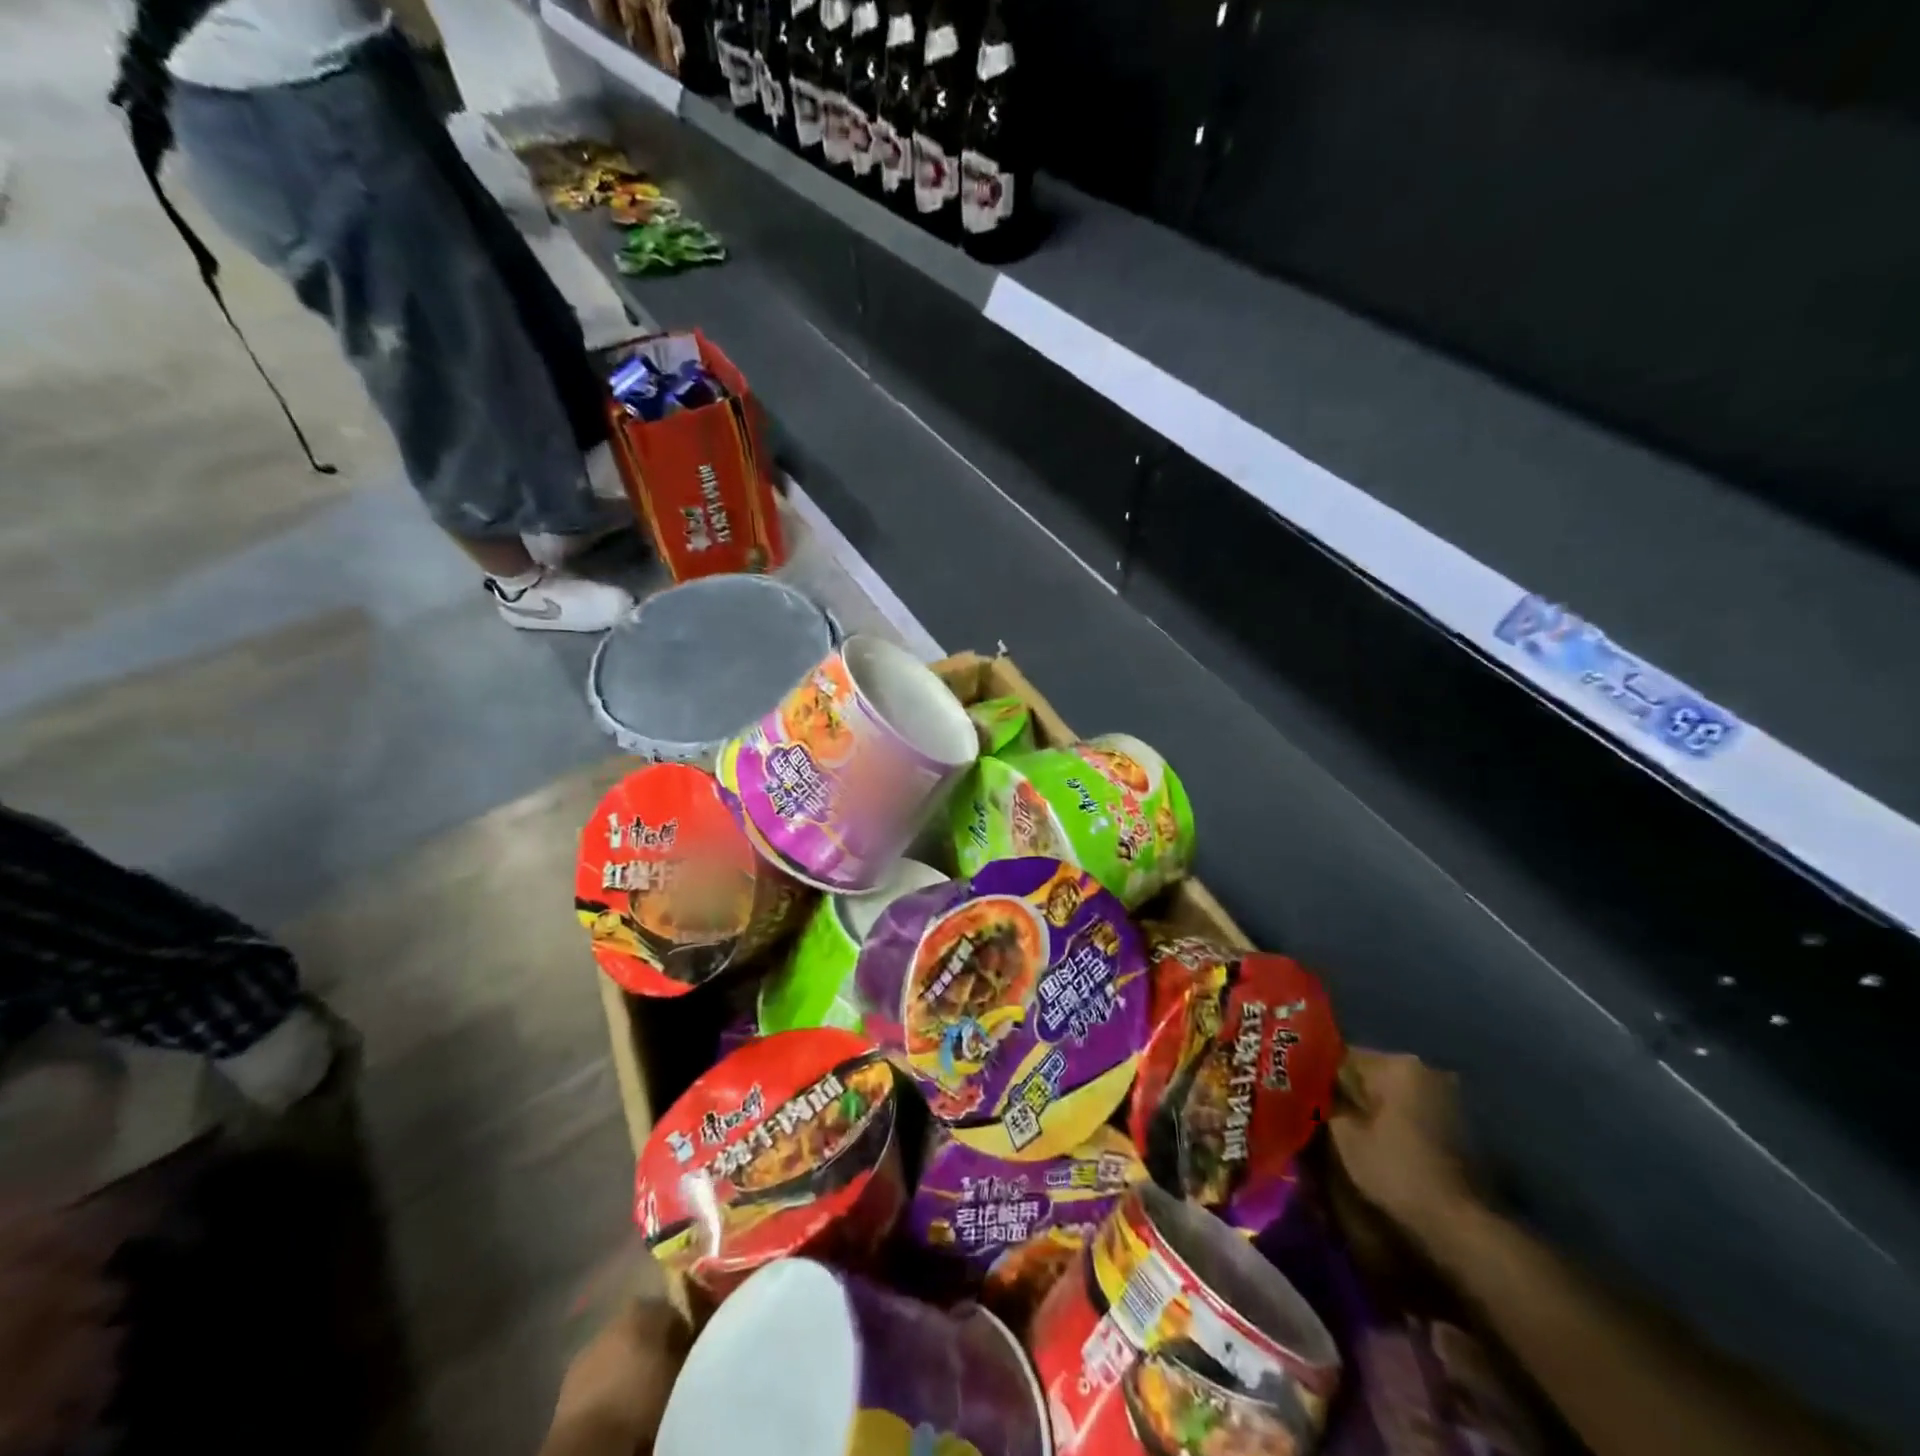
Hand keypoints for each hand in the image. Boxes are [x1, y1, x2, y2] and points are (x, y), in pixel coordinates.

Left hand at [545, 1299, 690, 1455]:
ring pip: (621, 1347)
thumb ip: (690, 1345)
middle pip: (645, 1325)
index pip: (674, 1308)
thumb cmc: (641, 1399)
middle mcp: (617, 1316)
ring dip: (631, 1361)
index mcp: (645, 1305)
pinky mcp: (570, 1378)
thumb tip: (698, 1337)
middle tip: (670, 1367)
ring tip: (644, 1387)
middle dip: (656, 1343)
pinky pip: (601, 1370)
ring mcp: (590, 1345)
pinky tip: (620, 1400)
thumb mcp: (679, 1370)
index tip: (694, 1348)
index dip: (686, 1328)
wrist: (588, 1442)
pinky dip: (611, 1379)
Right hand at [1328, 1049, 1475, 1235]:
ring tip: (1344, 1131)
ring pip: (1390, 1095)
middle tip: (1318, 1113)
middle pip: (1369, 1075)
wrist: (1459, 1226)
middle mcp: (1426, 1071)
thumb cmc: (1395, 1170)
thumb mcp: (1343, 1135)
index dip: (1316, 1075)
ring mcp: (1447, 1099)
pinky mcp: (1457, 1127)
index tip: (1299, 1093)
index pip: (1342, 1055)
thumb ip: (1323, 1103)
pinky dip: (1391, 1124)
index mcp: (1398, 1065)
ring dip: (1368, 1109)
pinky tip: (1376, 1145)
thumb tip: (1310, 1090)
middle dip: (1345, 1092)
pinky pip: (1409, 1114)